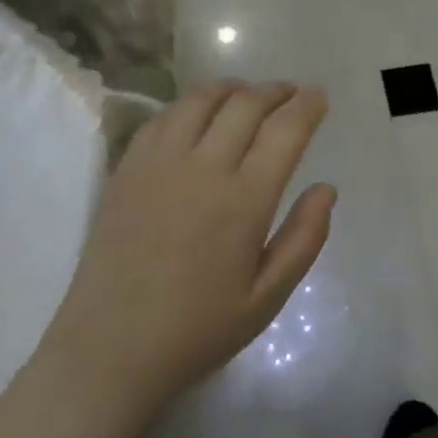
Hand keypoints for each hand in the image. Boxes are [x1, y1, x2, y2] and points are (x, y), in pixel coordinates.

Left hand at [34, 82, 335, 422]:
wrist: (111, 348)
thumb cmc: (198, 329)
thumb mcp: (268, 298)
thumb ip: (304, 239)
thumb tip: (326, 188)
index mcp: (243, 200)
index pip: (284, 131)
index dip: (307, 106)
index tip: (319, 96)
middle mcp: (201, 168)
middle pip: (244, 105)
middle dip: (274, 91)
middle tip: (290, 93)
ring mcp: (157, 164)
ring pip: (199, 100)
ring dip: (231, 89)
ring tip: (247, 95)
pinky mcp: (126, 170)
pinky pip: (161, 118)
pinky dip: (188, 105)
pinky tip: (196, 115)